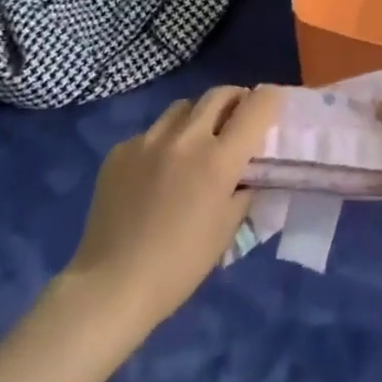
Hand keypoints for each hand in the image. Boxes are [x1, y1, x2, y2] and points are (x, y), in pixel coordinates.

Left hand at [65, 86, 279, 332]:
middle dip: (235, 100)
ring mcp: (149, 140)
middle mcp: (187, 138)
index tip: (271, 107)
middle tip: (236, 119)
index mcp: (219, 159)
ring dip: (197, 117)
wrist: (110, 287)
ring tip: (194, 143)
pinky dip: (162, 143)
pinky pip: (151, 132)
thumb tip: (247, 172)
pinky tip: (154, 173)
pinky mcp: (120, 150)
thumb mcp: (227, 230)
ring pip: (183, 107)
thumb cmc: (179, 266)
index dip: (269, 100)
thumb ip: (244, 190)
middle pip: (220, 94)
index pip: (257, 105)